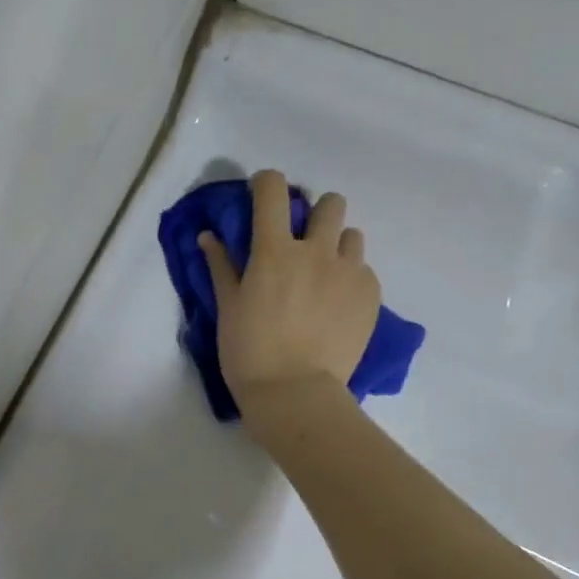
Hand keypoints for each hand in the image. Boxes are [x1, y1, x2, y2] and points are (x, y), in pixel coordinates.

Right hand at [198, 169, 380, 414]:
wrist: (295, 394)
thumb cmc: (249, 353)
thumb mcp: (228, 309)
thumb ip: (222, 266)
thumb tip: (208, 236)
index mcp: (275, 251)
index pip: (273, 189)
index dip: (266, 184)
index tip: (262, 197)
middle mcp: (316, 251)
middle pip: (330, 202)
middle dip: (315, 213)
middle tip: (302, 242)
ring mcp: (349, 272)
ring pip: (352, 235)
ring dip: (337, 245)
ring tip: (324, 275)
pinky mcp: (370, 295)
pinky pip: (364, 270)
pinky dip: (350, 279)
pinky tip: (337, 306)